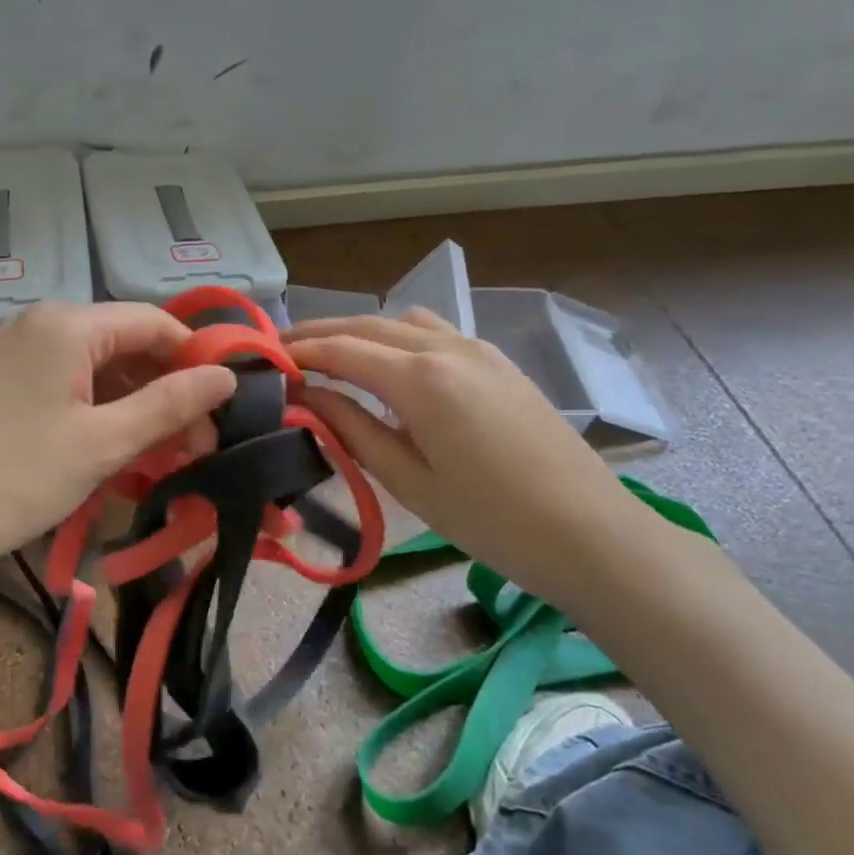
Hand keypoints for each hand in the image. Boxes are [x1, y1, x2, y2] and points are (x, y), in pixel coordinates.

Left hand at [0, 301, 237, 579]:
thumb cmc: (17, 478)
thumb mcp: (104, 442)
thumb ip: (170, 404)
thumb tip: (227, 377)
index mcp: (67, 323)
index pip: (154, 322)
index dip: (195, 359)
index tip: (222, 406)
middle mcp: (41, 323)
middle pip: (126, 343)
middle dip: (166, 388)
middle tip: (197, 442)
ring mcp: (17, 350)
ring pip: (98, 366)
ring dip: (136, 403)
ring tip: (163, 452)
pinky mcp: (4, 381)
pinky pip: (69, 382)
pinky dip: (101, 409)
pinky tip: (118, 447)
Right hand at [285, 309, 650, 608]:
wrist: (590, 533)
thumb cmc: (490, 520)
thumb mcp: (407, 480)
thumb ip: (351, 429)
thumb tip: (306, 396)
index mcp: (421, 379)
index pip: (342, 349)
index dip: (298, 351)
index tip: (263, 358)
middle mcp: (448, 348)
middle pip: (369, 324)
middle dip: (320, 332)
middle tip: (281, 348)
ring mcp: (479, 350)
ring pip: (403, 320)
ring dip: (361, 329)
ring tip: (330, 354)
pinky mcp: (499, 363)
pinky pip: (435, 333)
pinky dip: (397, 336)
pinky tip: (389, 364)